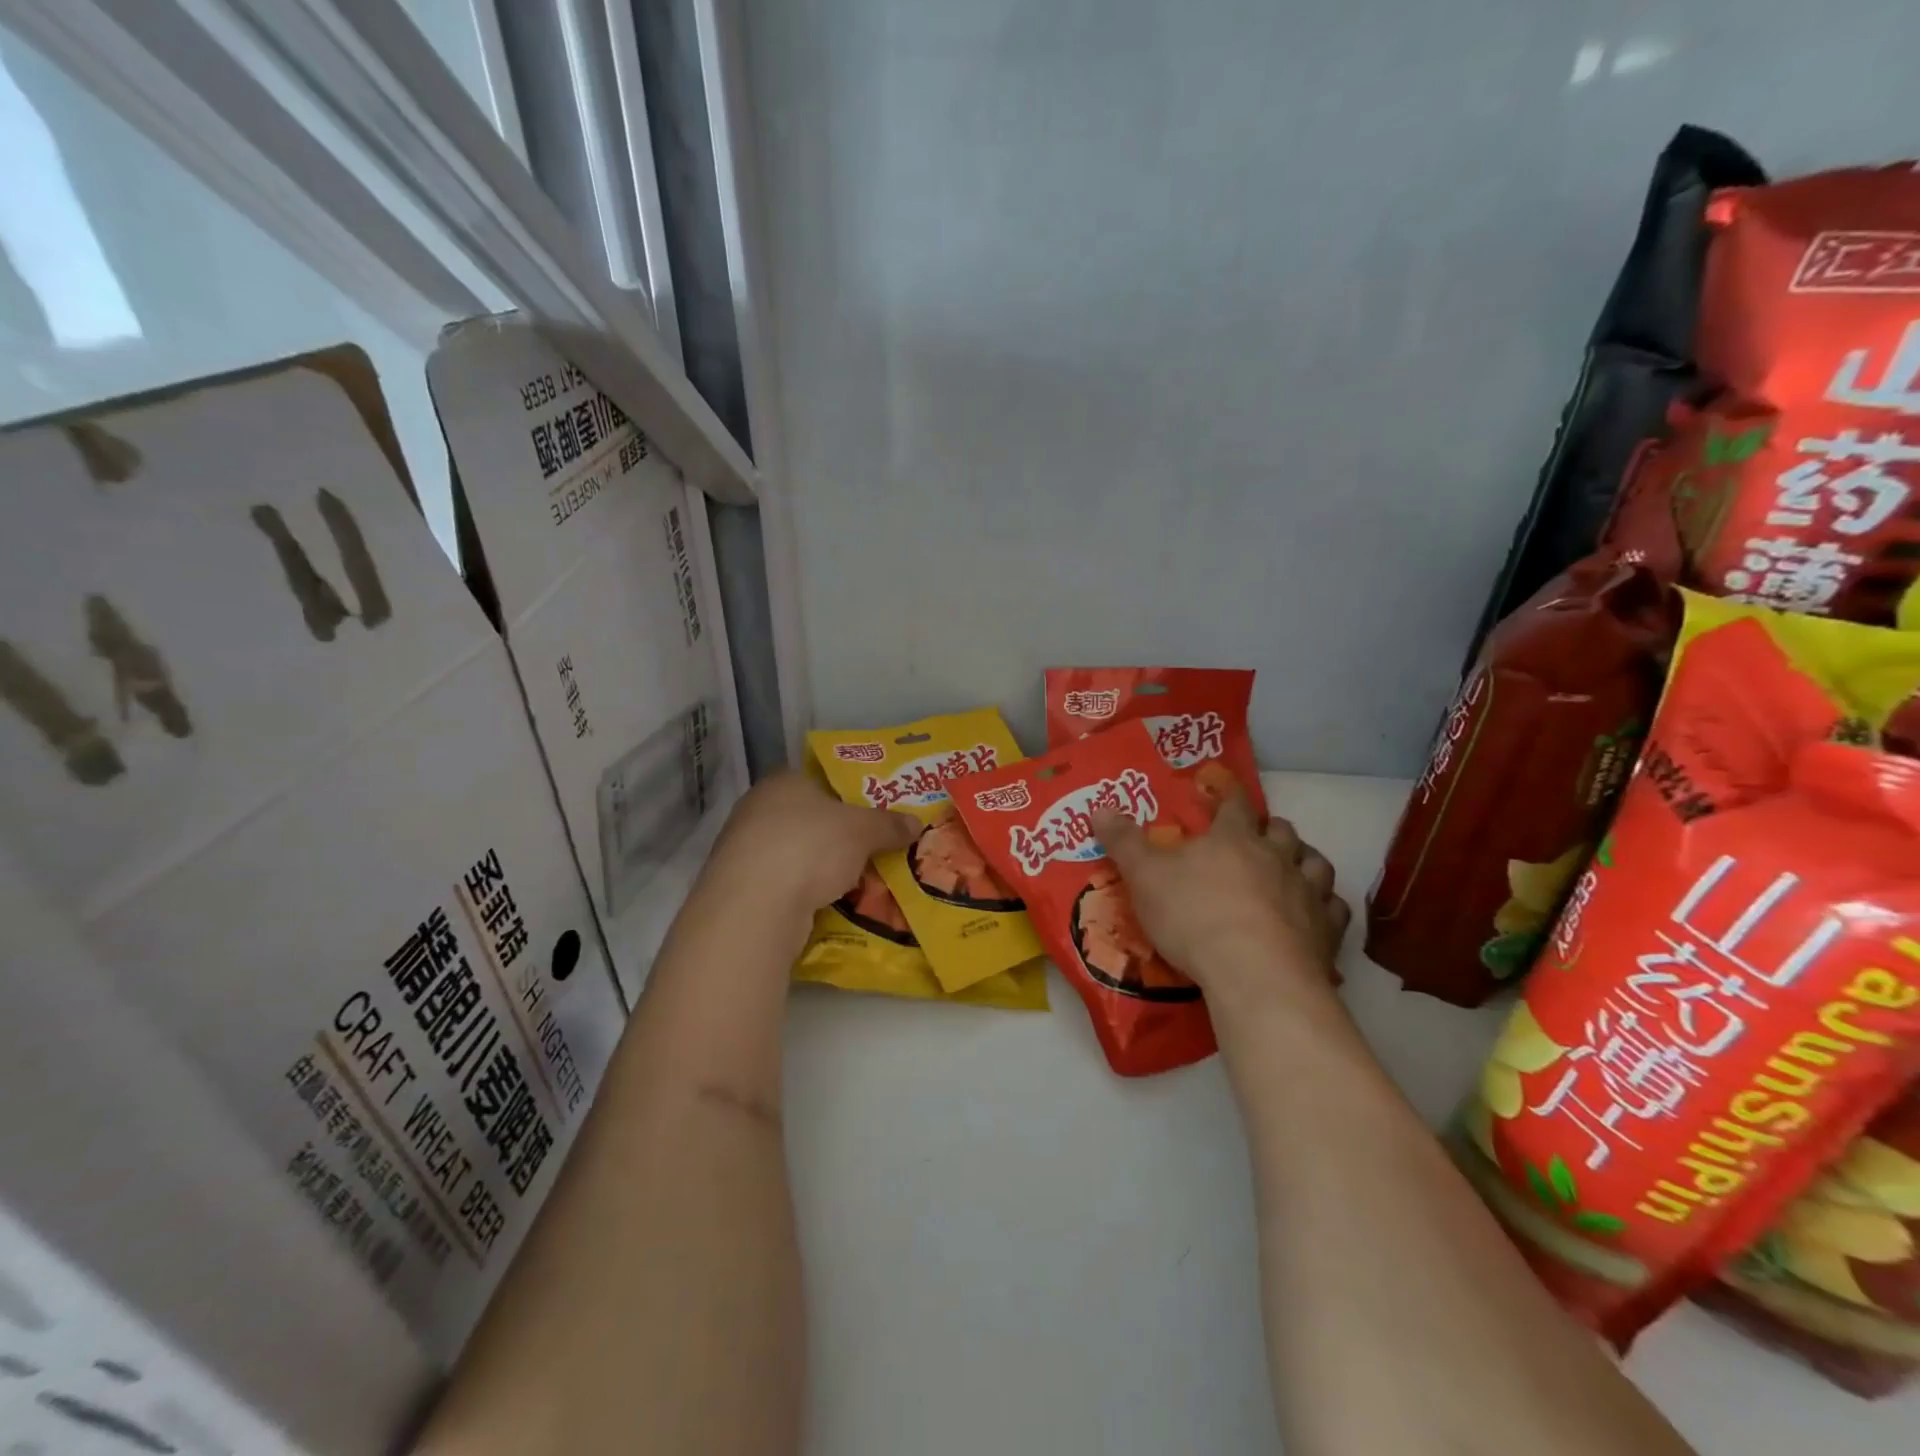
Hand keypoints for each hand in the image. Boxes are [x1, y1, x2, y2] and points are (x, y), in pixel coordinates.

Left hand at [704, 770, 920, 917]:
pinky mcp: (739, 886)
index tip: (872, 814)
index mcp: (783, 781)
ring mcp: (744, 848)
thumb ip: (889, 824)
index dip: (848, 795)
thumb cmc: (811, 847)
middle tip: (871, 849)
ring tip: (855, 880)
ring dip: (820, 866)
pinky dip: (803, 891)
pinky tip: (826, 903)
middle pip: (808, 817)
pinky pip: (783, 882)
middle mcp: (757, 808)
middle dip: (837, 835)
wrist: (755, 906)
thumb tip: (916, 822)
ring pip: (795, 852)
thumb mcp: (863, 830)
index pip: (820, 779)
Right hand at [1092, 787, 1349, 1016]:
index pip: (1234, 803)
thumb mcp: (1145, 877)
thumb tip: (1099, 806)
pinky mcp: (1327, 931)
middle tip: (1253, 837)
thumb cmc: (1194, 917)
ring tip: (1290, 868)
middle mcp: (1277, 857)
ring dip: (1303, 860)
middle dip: (1267, 828)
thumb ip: (1123, 842)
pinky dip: (1325, 906)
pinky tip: (1315, 914)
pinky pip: (1334, 908)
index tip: (1221, 785)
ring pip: (1315, 863)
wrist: (1255, 975)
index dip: (1227, 792)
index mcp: (1234, 838)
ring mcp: (1307, 893)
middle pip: (1280, 830)